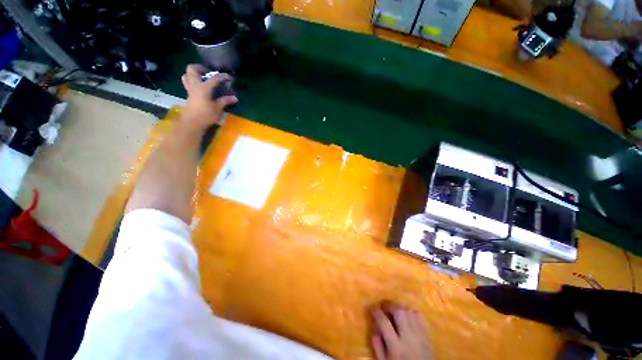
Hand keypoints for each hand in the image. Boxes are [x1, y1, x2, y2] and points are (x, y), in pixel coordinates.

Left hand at [181, 64, 237, 129]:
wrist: (192, 123)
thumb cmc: (206, 115)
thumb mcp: (218, 108)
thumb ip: (225, 101)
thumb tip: (235, 98)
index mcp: (203, 88)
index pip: (214, 78)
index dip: (222, 76)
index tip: (229, 77)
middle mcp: (195, 85)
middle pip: (192, 69)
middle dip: (200, 68)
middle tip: (209, 72)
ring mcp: (190, 89)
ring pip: (186, 75)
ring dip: (194, 74)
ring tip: (203, 78)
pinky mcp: (189, 95)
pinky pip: (188, 83)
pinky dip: (193, 81)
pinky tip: (201, 87)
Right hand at [371, 302, 432, 359]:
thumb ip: (378, 347)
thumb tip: (374, 329)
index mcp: (396, 347)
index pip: (384, 322)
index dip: (376, 312)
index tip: (373, 308)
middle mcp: (409, 338)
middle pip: (399, 312)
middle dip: (390, 305)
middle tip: (384, 306)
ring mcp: (420, 336)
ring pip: (410, 311)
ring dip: (400, 308)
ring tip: (395, 310)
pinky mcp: (428, 336)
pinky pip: (420, 317)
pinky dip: (412, 313)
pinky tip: (407, 316)